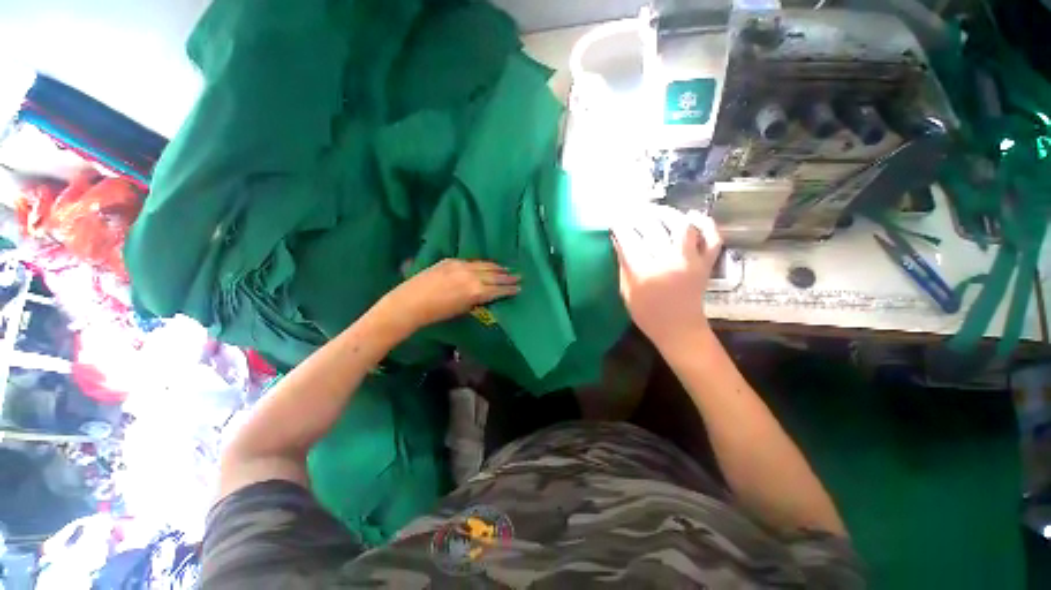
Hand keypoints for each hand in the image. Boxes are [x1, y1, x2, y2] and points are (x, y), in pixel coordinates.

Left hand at [378, 259, 519, 331]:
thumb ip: (476, 300)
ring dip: (498, 268)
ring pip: (485, 265)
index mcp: (476, 291)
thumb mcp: (462, 309)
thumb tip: (486, 294)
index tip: (519, 288)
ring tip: (507, 269)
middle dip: (508, 277)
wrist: (410, 303)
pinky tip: (487, 265)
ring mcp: (461, 266)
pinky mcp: (451, 260)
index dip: (510, 289)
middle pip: (495, 275)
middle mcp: (472, 276)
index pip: (498, 289)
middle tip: (519, 276)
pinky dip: (483, 264)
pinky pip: (473, 261)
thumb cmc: (436, 314)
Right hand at [611, 205, 722, 347]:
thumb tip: (619, 240)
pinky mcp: (706, 263)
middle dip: (638, 215)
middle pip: (653, 227)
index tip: (615, 220)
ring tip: (656, 211)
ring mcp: (691, 261)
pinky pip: (712, 237)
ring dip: (667, 213)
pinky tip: (692, 216)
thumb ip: (623, 265)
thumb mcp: (626, 292)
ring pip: (682, 225)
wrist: (680, 330)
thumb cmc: (647, 314)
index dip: (620, 226)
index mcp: (644, 273)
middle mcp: (668, 262)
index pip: (629, 240)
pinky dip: (705, 223)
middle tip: (631, 212)